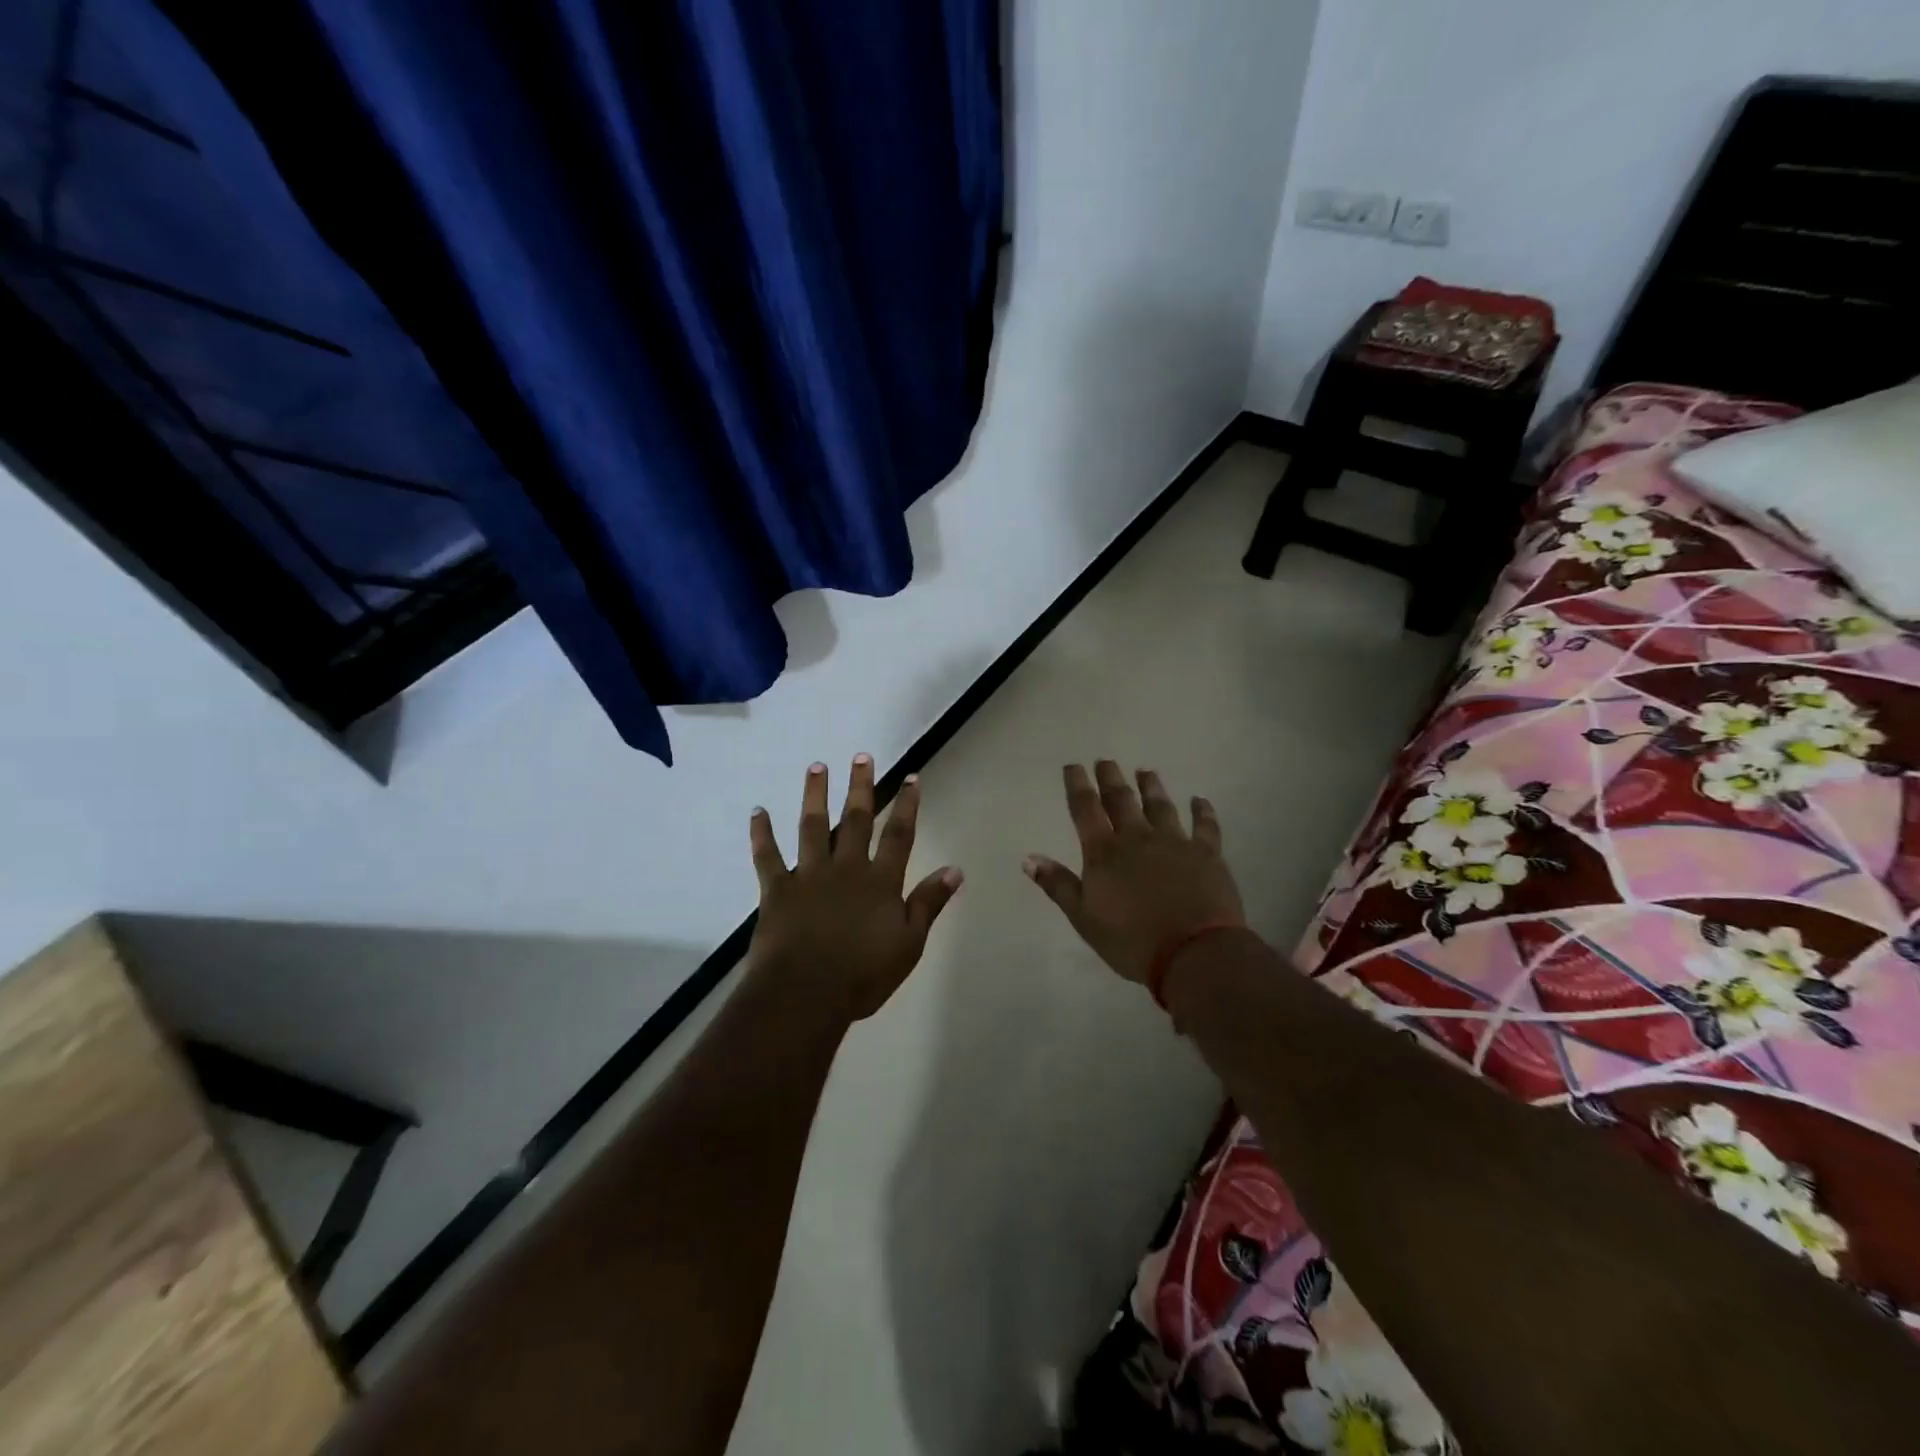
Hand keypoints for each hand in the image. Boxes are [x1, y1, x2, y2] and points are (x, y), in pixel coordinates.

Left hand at [748, 755, 962, 1021]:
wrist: (806, 993)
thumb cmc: (863, 974)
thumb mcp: (909, 944)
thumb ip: (929, 903)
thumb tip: (955, 870)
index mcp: (880, 881)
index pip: (899, 835)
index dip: (906, 806)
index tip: (910, 778)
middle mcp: (846, 868)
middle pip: (856, 820)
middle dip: (860, 787)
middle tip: (861, 756)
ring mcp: (809, 875)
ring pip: (813, 826)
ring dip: (815, 795)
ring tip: (816, 766)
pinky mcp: (777, 889)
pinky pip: (767, 856)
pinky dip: (761, 833)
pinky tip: (758, 811)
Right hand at [1024, 761, 1245, 984]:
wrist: (1193, 952)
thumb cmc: (1131, 940)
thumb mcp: (1084, 918)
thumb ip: (1058, 885)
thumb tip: (1028, 857)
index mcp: (1104, 852)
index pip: (1086, 809)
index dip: (1077, 785)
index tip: (1073, 766)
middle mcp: (1137, 837)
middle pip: (1121, 800)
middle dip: (1111, 778)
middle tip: (1106, 761)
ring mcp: (1174, 842)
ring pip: (1160, 805)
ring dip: (1151, 786)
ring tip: (1145, 771)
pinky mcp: (1206, 854)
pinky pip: (1204, 825)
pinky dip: (1202, 811)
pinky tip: (1199, 800)